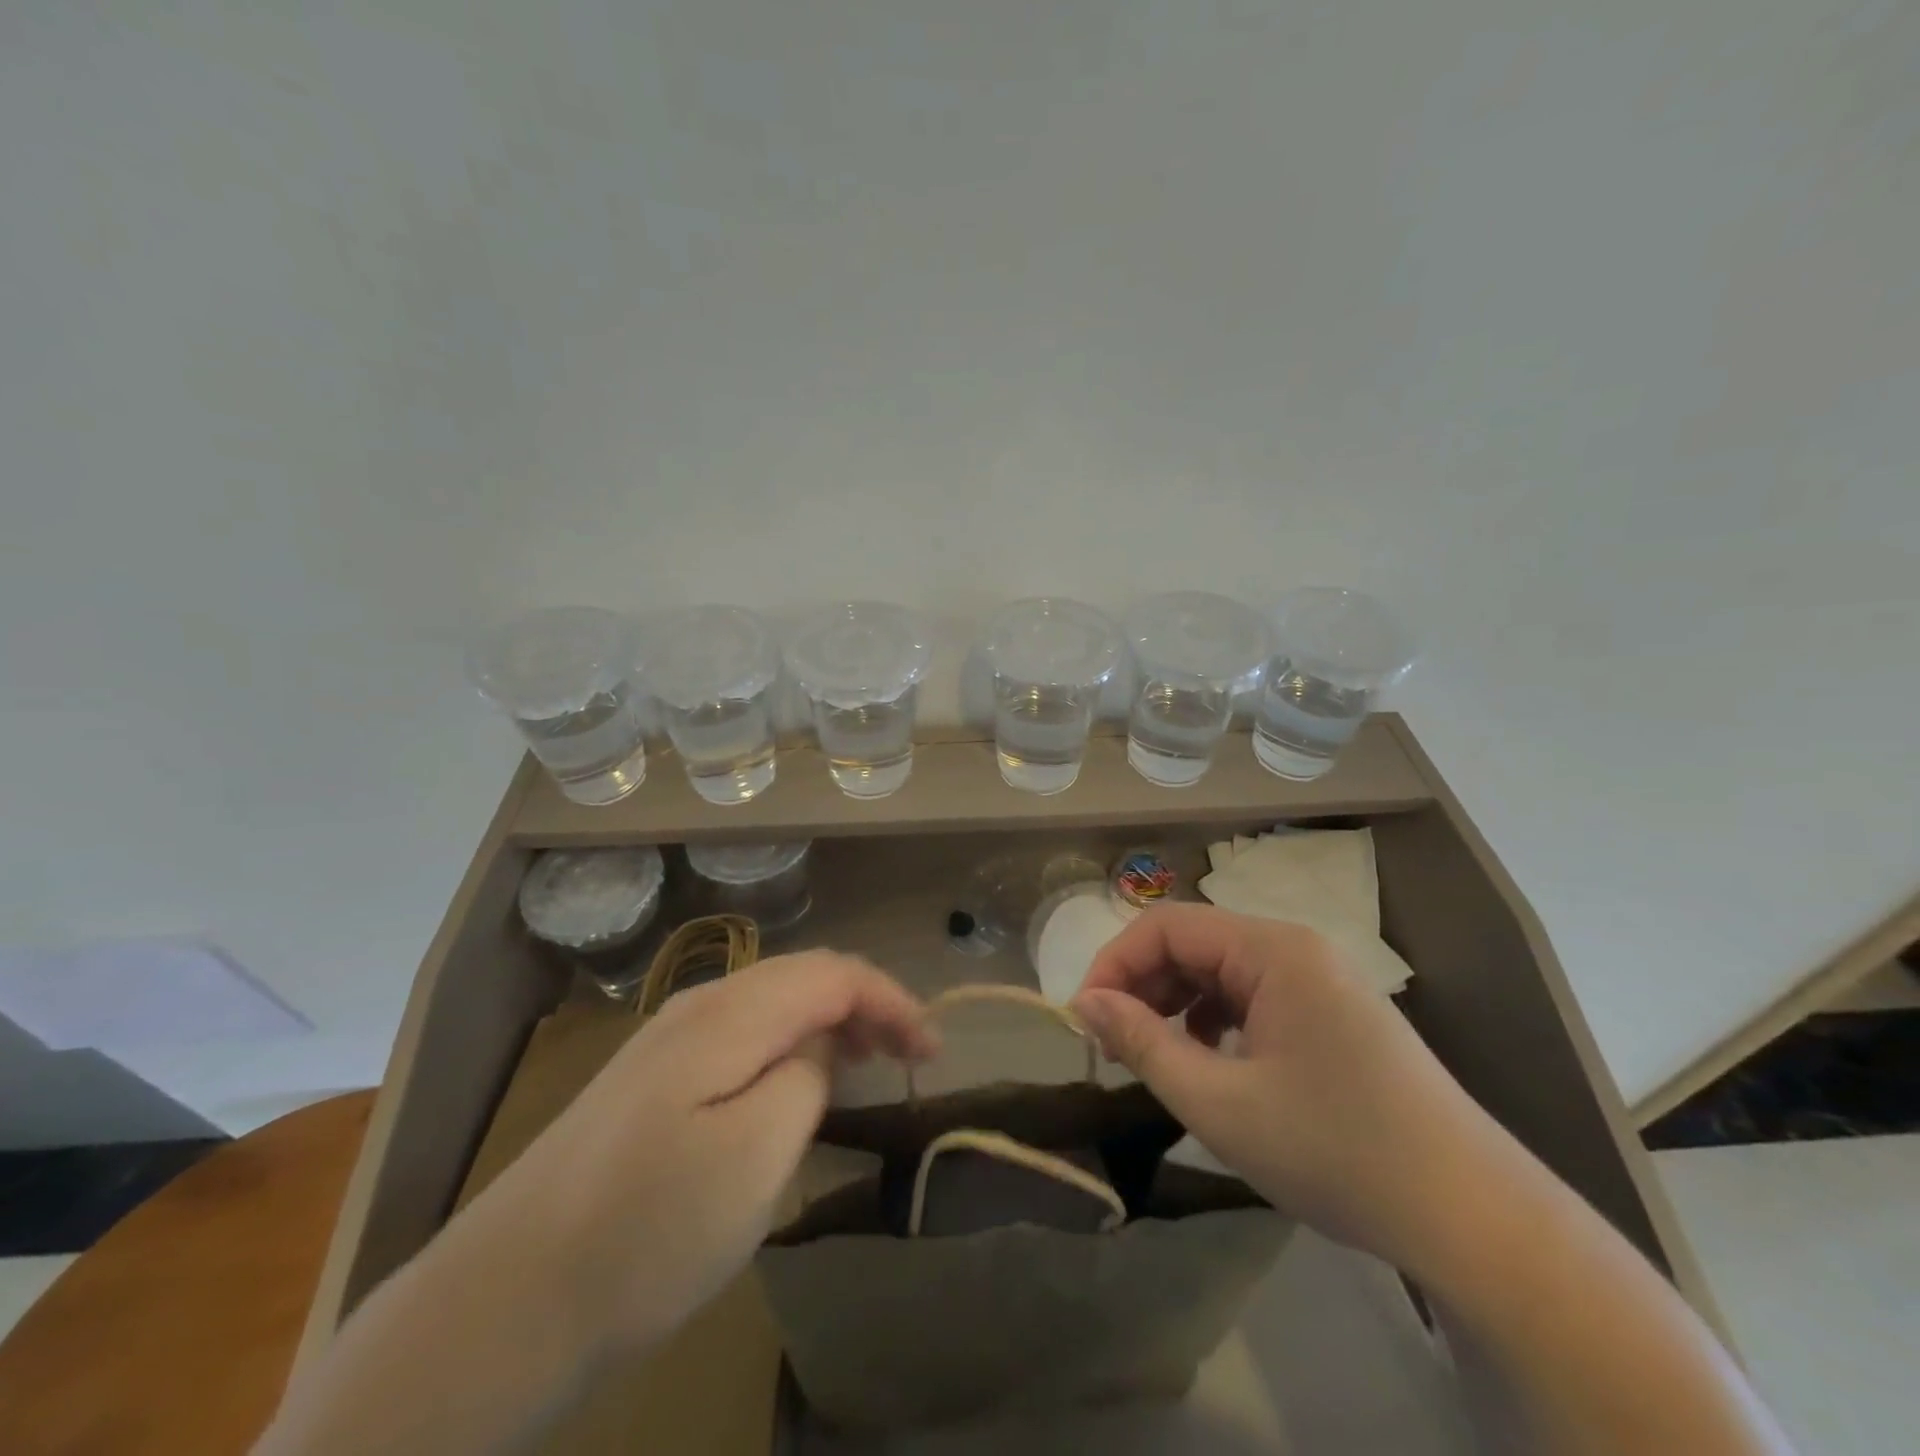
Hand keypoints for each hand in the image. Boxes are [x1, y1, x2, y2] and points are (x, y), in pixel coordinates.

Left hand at [460, 951, 934, 1355]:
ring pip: (772, 1004)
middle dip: (866, 1005)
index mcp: (728, 1014)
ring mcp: (666, 1044)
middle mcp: (697, 1007)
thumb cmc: (643, 1235)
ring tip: (865, 1065)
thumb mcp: (754, 1156)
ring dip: (829, 1022)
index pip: (833, 973)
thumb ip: (805, 1078)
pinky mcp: (649, 1084)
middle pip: (803, 977)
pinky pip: (743, 1037)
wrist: (497, 1310)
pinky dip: (789, 1046)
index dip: (891, 1000)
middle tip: (907, 1057)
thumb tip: (817, 1051)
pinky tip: (794, 1087)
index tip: (932, 1053)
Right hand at [1073, 904, 1512, 1276]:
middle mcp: (1297, 948)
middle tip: (1115, 1045)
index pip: (1166, 926)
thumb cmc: (1336, 1150)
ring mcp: (1321, 980)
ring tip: (1158, 1055)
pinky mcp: (1334, 1013)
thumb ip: (1143, 1044)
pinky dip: (1217, 1018)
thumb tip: (1085, 1003)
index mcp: (1273, 949)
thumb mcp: (1220, 1103)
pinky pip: (1254, 995)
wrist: (1474, 1218)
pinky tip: (1212, 1061)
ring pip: (1222, 970)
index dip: (1115, 964)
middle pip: (1194, 943)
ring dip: (1177, 1003)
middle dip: (1144, 986)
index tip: (1085, 1018)